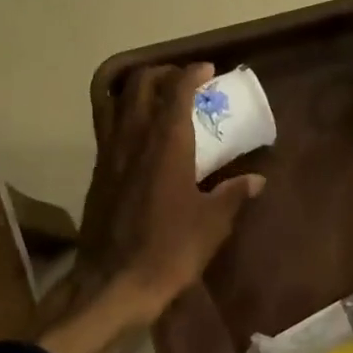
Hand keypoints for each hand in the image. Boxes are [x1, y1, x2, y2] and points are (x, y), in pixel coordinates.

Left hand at [39, 62, 263, 352]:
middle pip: (141, 86)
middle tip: (184, 82)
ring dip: (138, 90)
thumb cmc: (170, 250)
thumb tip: (256, 180)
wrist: (114, 282)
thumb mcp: (212, 224)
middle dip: (163, 73)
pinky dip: (123, 114)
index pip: (176, 92)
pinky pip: (107, 126)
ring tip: (158, 97)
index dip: (192, 74)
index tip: (208, 70)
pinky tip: (138, 134)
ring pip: (117, 102)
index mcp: (166, 145)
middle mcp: (133, 139)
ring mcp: (109, 154)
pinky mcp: (97, 172)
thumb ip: (233, 195)